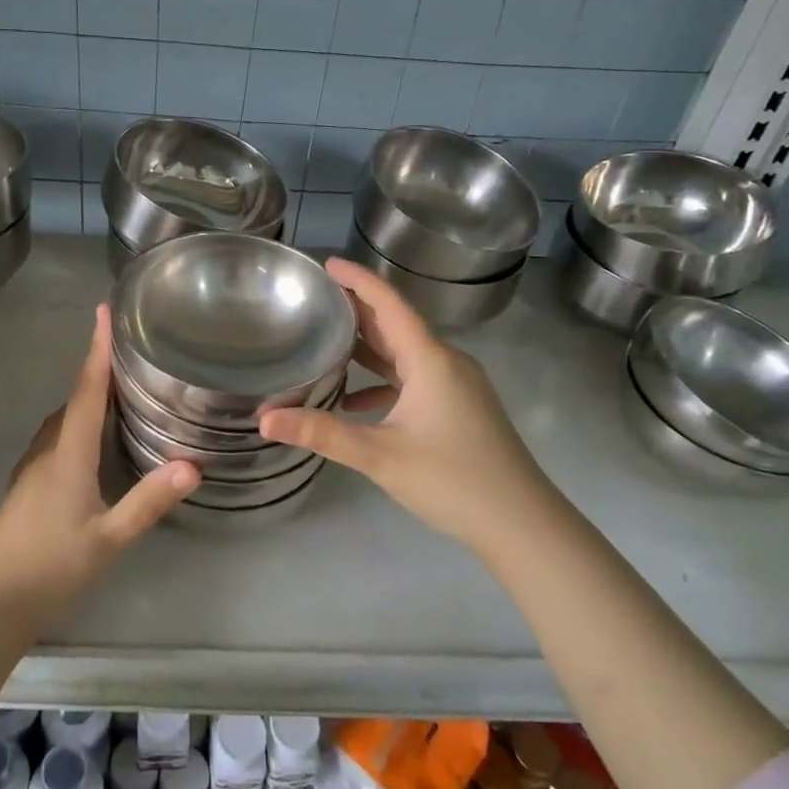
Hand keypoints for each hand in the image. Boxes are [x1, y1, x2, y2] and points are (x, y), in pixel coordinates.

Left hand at [0, 305, 197, 625]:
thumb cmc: (49, 566)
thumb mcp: (108, 538)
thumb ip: (148, 501)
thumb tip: (194, 465)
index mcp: (68, 452)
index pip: (87, 389)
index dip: (97, 349)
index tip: (103, 311)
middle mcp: (48, 450)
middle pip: (75, 398)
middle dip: (98, 369)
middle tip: (130, 350)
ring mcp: (34, 469)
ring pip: (65, 420)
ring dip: (87, 397)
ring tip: (120, 390)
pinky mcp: (29, 487)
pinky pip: (59, 438)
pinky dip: (79, 424)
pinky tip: (94, 442)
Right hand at [259, 257, 545, 563]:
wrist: (523, 523)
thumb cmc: (453, 480)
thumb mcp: (380, 456)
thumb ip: (322, 433)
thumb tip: (264, 420)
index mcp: (430, 358)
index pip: (388, 303)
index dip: (357, 279)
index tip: (326, 265)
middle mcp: (445, 361)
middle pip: (395, 323)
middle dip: (356, 310)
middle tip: (315, 300)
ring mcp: (457, 384)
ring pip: (405, 353)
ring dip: (369, 347)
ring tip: (326, 342)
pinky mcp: (460, 406)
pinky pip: (415, 378)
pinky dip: (384, 380)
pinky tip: (355, 402)